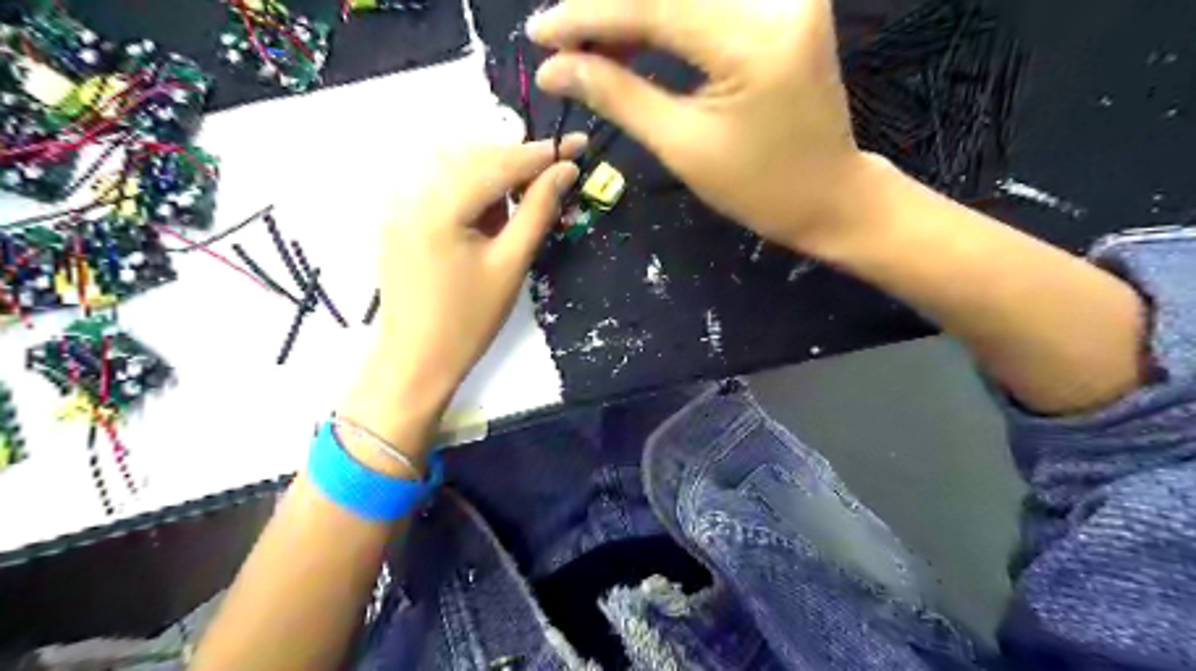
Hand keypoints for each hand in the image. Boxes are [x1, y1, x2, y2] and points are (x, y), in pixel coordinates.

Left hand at [338, 135, 587, 459]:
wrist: (416, 360)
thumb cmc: (469, 320)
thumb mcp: (511, 264)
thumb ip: (537, 211)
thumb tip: (564, 171)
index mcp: (440, 205)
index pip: (498, 163)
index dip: (541, 153)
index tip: (577, 144)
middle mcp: (413, 192)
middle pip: (475, 158)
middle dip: (519, 163)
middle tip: (557, 175)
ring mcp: (400, 205)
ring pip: (458, 169)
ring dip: (497, 176)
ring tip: (526, 199)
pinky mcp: (399, 219)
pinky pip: (442, 188)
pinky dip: (473, 191)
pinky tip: (492, 213)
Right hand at [526, 1, 875, 254]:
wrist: (829, 195)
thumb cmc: (759, 188)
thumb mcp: (682, 147)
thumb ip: (618, 96)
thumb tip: (555, 69)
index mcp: (753, 41)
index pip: (653, 6)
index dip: (587, 16)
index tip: (538, 34)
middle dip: (606, 10)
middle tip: (561, 43)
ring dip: (633, 13)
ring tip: (592, 48)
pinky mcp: (787, 3)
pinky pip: (710, 1)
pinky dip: (665, 16)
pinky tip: (633, 39)